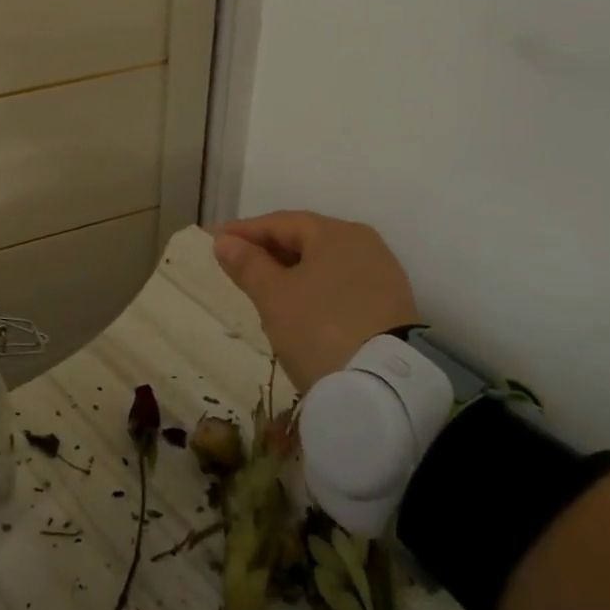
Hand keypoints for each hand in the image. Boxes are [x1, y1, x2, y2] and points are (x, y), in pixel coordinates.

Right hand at [213, 211, 420, 393]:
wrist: (386, 387)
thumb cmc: (319, 328)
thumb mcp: (273, 296)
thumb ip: (247, 264)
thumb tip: (226, 240)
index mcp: (336, 233)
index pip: (281, 222)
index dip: (246, 231)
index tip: (217, 240)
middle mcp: (364, 244)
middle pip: (306, 239)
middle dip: (269, 250)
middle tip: (238, 264)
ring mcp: (382, 275)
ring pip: (325, 264)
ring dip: (292, 271)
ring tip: (264, 288)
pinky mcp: (391, 306)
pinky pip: (341, 286)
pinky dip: (315, 290)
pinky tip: (300, 307)